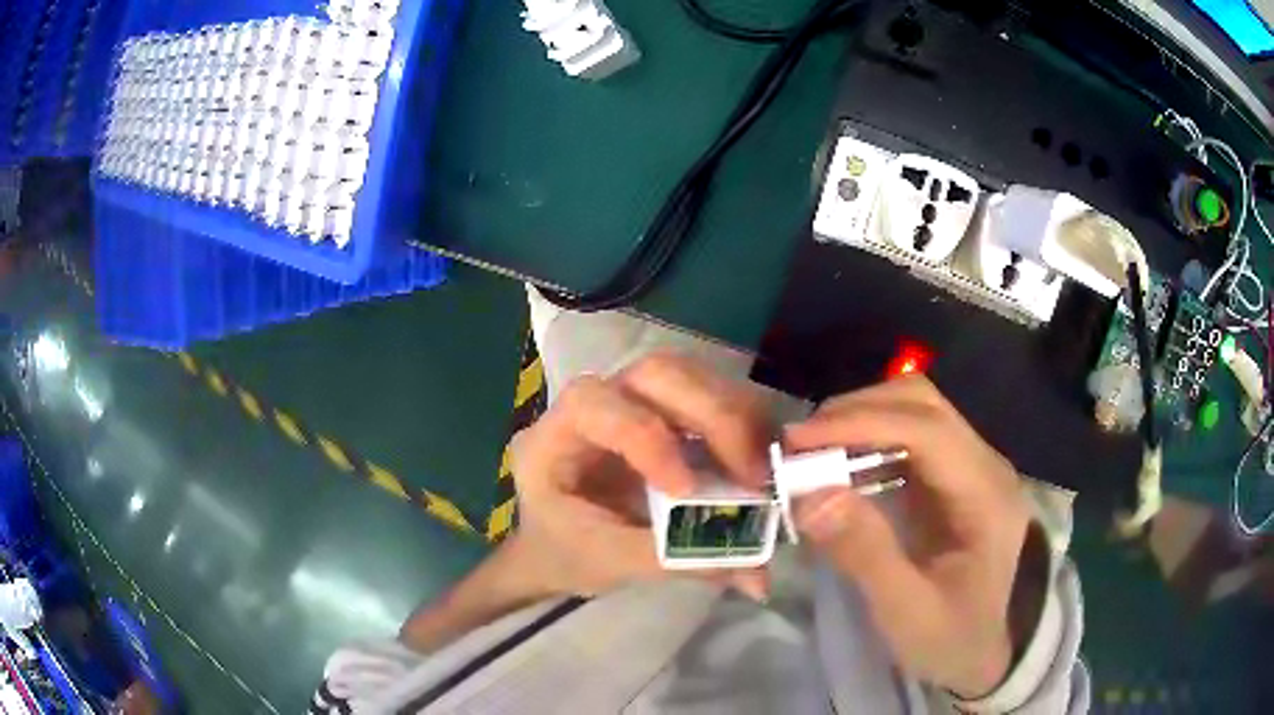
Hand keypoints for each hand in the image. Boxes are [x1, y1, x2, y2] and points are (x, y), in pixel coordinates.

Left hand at [510, 353, 772, 597]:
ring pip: (691, 376)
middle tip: (754, 473)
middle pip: (657, 373)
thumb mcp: (611, 562)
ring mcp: (634, 400)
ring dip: (738, 416)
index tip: (688, 490)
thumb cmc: (566, 551)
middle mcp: (596, 401)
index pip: (596, 405)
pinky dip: (743, 424)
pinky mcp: (665, 412)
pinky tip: (758, 461)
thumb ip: (678, 560)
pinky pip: (710, 397)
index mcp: (555, 435)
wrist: (556, 545)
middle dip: (715, 416)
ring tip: (764, 469)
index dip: (647, 437)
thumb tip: (758, 575)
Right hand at [785, 376, 1030, 696]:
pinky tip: (839, 467)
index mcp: (986, 493)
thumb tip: (810, 493)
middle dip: (857, 411)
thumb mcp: (906, 611)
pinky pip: (907, 439)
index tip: (799, 439)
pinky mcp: (951, 479)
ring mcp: (969, 467)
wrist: (982, 655)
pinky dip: (867, 441)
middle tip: (800, 443)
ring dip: (860, 421)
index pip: (927, 428)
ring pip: (915, 411)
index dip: (861, 422)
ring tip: (811, 452)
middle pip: (923, 403)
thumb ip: (865, 554)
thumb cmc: (950, 639)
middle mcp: (984, 465)